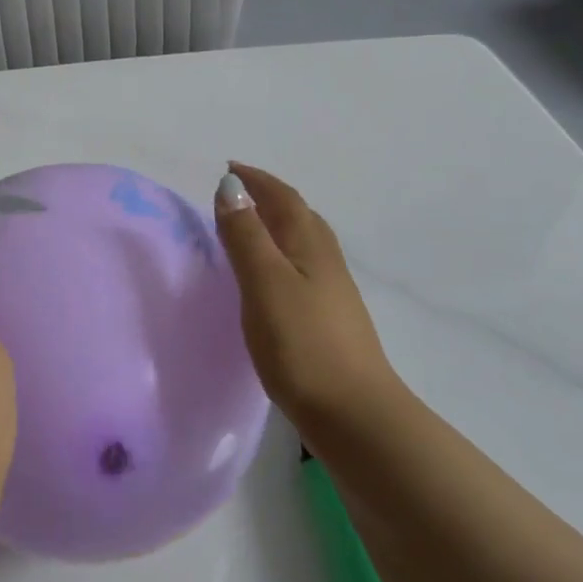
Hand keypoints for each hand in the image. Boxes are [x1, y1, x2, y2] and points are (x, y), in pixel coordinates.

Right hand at [214, 163, 410, 428]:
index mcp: (309, 245)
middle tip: (237, 194)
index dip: (257, 180)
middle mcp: (325, 260)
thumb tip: (231, 185)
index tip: (229, 168)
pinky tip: (271, 278)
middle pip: (299, 215)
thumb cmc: (302, 343)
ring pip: (303, 242)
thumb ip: (246, 235)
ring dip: (276, 225)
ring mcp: (332, 291)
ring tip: (249, 228)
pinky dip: (281, 255)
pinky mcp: (329, 318)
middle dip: (269, 197)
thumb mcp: (264, 283)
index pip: (284, 198)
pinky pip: (302, 268)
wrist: (353, 413)